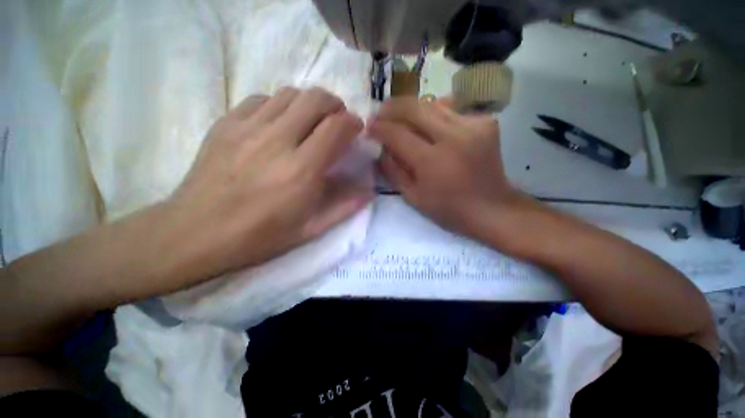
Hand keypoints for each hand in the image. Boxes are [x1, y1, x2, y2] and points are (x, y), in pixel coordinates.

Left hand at [165, 87, 371, 280]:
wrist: (195, 234)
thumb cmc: (259, 237)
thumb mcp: (310, 230)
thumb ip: (344, 207)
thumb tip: (369, 190)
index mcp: (302, 170)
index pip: (336, 127)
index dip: (352, 123)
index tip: (356, 130)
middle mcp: (277, 140)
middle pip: (315, 99)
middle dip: (335, 106)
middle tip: (337, 122)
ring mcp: (247, 128)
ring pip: (290, 94)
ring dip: (309, 104)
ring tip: (311, 123)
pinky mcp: (226, 124)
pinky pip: (262, 99)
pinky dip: (280, 106)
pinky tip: (280, 125)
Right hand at [369, 97, 515, 236]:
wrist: (491, 207)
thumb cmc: (448, 209)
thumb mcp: (412, 196)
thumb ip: (393, 170)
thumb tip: (380, 148)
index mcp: (432, 161)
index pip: (397, 133)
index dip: (379, 127)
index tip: (369, 126)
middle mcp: (453, 137)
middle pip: (415, 108)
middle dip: (392, 107)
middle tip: (381, 112)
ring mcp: (473, 125)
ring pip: (433, 103)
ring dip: (412, 108)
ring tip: (401, 116)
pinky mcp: (485, 122)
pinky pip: (452, 110)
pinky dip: (435, 114)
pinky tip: (428, 124)